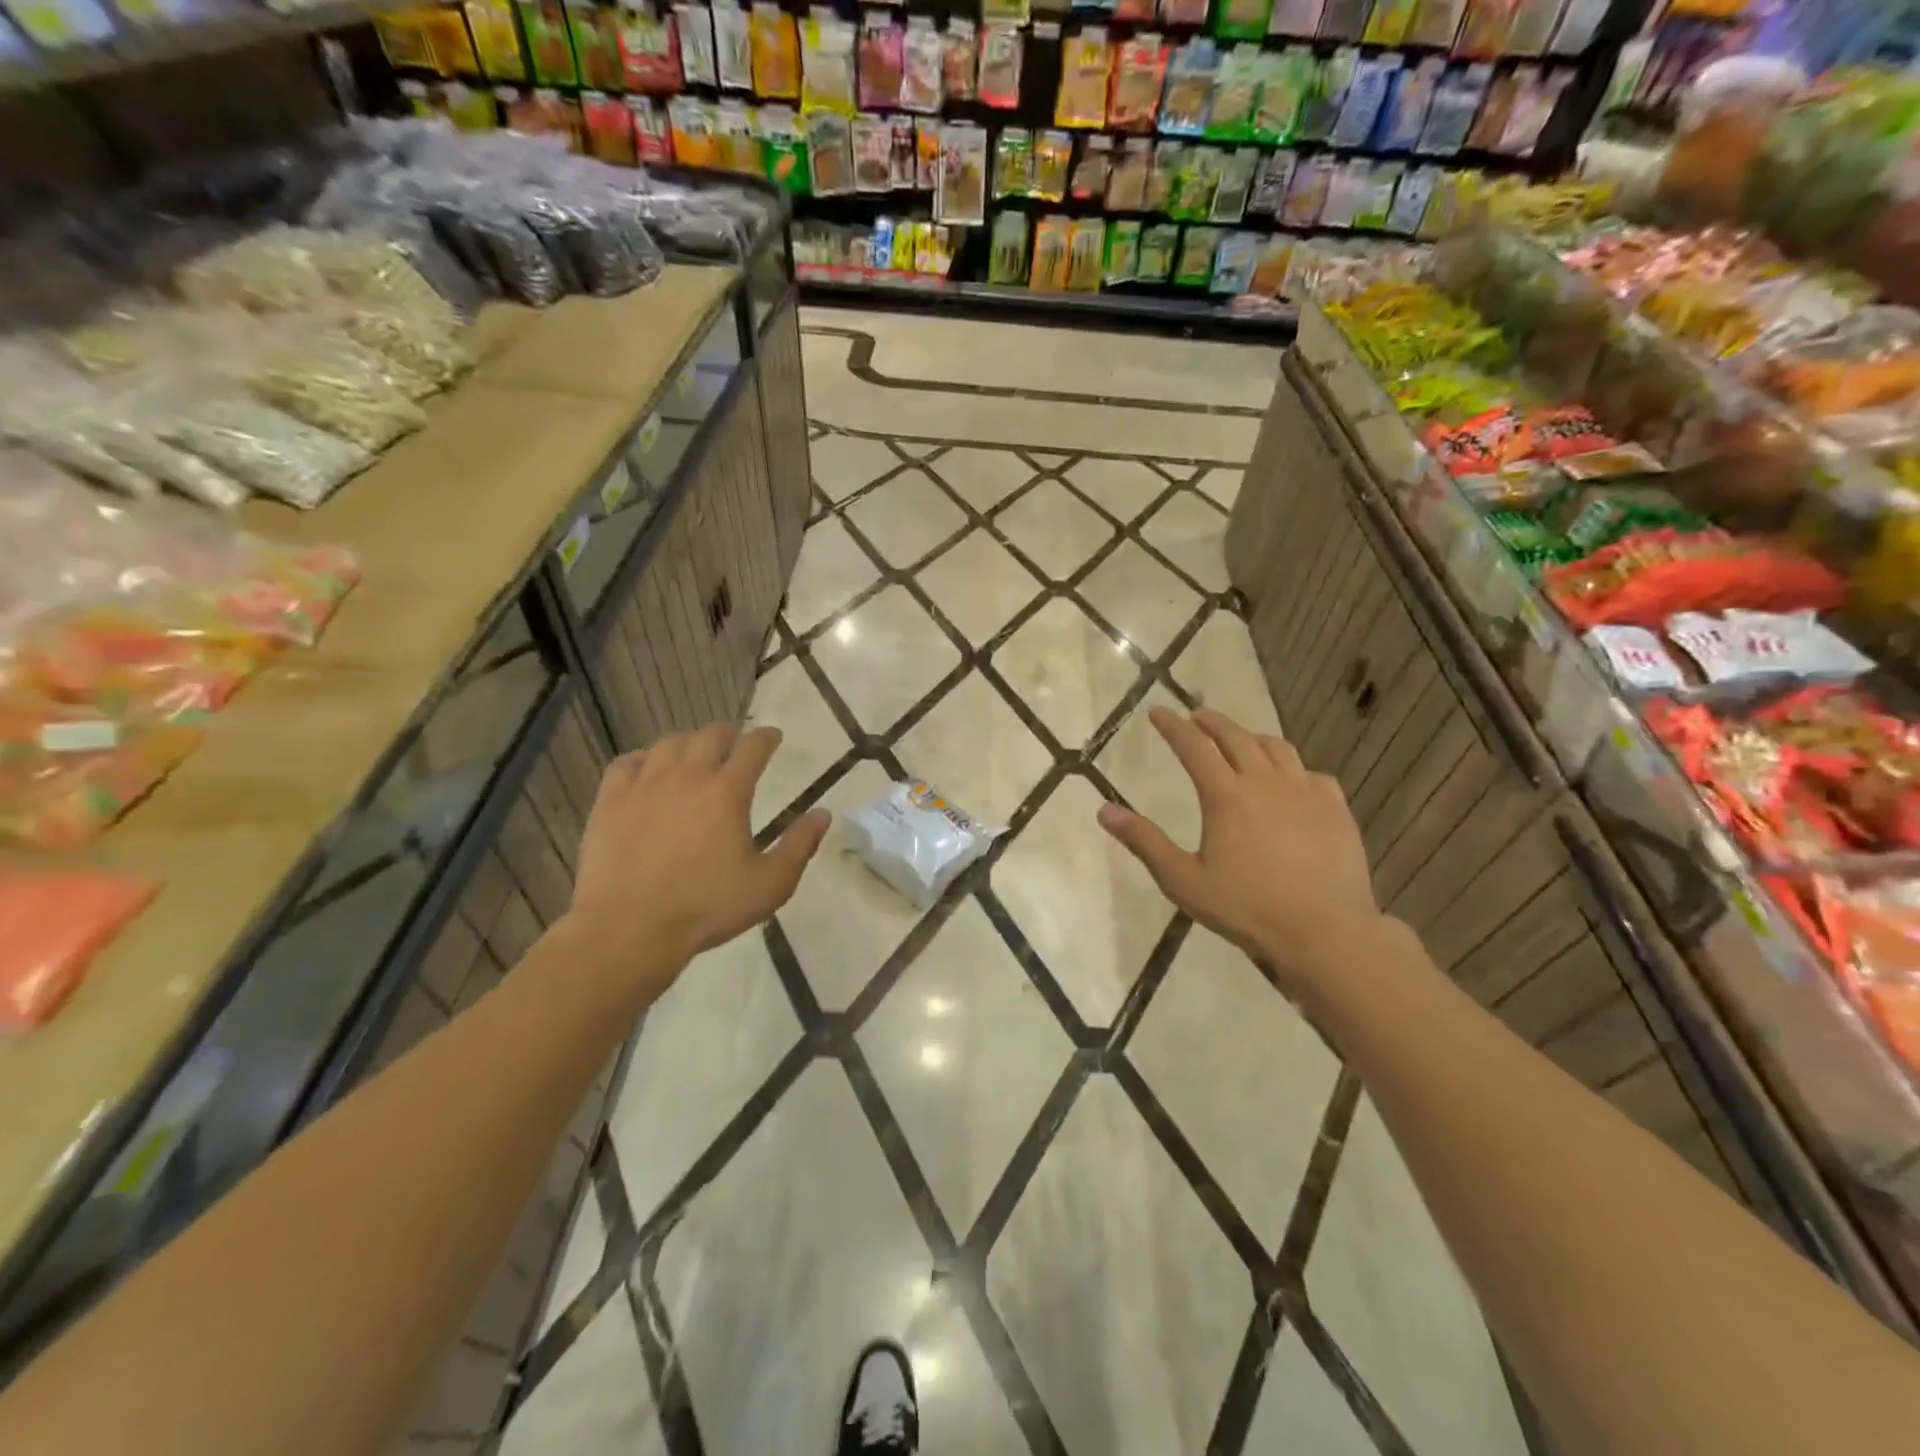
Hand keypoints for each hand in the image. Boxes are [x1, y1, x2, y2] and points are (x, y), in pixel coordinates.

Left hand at [566, 724, 830, 979]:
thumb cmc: (707, 908)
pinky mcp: (610, 801)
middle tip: (734, 743)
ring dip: (688, 743)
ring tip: (693, 754)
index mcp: (728, 792)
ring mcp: (644, 785)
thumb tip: (823, 814)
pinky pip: (626, 762)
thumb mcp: (770, 885)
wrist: (629, 929)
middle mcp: (687, 776)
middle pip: (710, 736)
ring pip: (668, 744)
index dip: (766, 737)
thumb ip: (800, 846)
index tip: (773, 737)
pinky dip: (643, 759)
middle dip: (728, 734)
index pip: (753, 747)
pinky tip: (647, 769)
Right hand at [1097, 707, 1381, 991]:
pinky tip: (1291, 781)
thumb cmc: (1246, 907)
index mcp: (1225, 795)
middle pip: (1236, 737)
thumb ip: (1144, 842)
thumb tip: (1104, 810)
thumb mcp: (1183, 880)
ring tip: (1241, 740)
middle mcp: (1265, 782)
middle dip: (1212, 722)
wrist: (1324, 930)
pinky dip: (1293, 768)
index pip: (1193, 747)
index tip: (1158, 711)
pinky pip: (1311, 773)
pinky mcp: (1335, 807)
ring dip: (1252, 737)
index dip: (1173, 726)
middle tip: (1197, 716)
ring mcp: (1305, 791)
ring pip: (1276, 748)